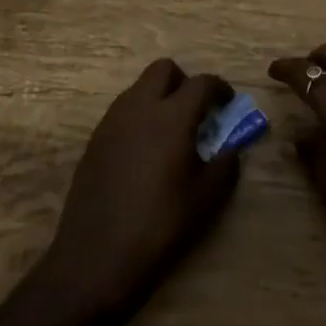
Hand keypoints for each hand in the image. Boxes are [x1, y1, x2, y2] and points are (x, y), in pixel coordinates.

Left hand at [36, 58, 241, 321]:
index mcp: (172, 117)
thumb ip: (224, 165)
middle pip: (163, 69)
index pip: (201, 83)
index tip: (228, 103)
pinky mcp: (95, 139)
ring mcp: (112, 121)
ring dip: (159, 97)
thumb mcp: (205, 199)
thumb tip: (231, 148)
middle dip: (184, 81)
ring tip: (171, 132)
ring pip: (140, 87)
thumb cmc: (159, 226)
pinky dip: (140, 116)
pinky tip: (145, 151)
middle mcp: (139, 107)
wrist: (96, 256)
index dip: (219, 88)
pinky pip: (123, 110)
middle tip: (196, 110)